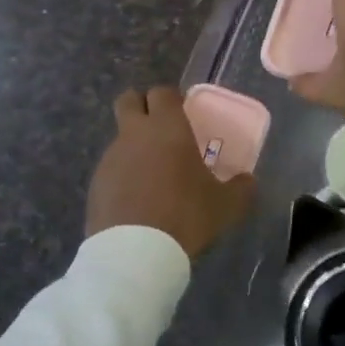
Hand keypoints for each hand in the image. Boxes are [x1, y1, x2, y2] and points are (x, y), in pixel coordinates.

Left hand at [86, 87, 256, 256]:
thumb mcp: (227, 205)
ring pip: (120, 137)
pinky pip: (112, 168)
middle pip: (129, 100)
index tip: (182, 113)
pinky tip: (137, 200)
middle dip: (141, 106)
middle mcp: (135, 134)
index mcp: (167, 128)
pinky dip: (123, 175)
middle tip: (159, 128)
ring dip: (134, 146)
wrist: (136, 253)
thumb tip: (248, 181)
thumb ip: (241, 188)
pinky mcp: (96, 183)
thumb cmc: (186, 216)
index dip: (172, 99)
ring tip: (153, 176)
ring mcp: (111, 157)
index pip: (163, 92)